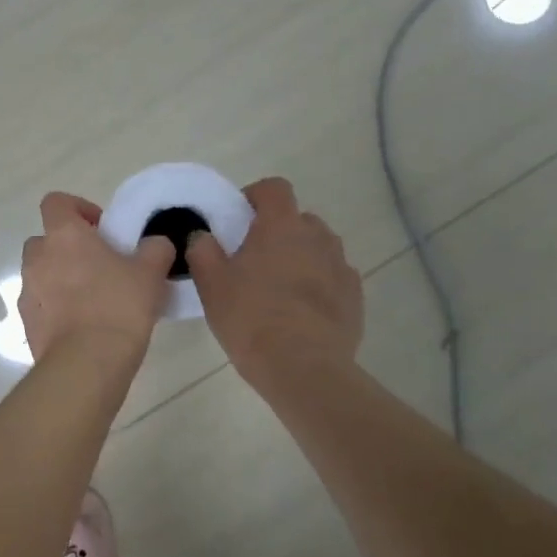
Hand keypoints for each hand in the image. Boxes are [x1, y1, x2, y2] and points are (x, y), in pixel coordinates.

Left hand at [20, 192, 173, 363]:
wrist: (86, 363)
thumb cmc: (119, 306)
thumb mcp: (150, 273)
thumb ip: (154, 249)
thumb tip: (155, 243)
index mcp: (64, 235)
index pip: (56, 202)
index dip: (78, 209)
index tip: (101, 229)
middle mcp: (37, 258)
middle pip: (46, 240)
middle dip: (68, 248)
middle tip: (99, 265)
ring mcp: (27, 291)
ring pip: (41, 274)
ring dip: (61, 279)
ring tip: (93, 300)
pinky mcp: (26, 323)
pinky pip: (41, 305)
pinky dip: (56, 308)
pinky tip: (82, 326)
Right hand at [186, 177, 362, 386]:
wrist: (303, 368)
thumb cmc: (251, 319)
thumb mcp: (211, 285)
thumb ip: (203, 251)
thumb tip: (203, 236)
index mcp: (281, 227)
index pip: (274, 188)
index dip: (255, 196)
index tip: (238, 217)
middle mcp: (317, 237)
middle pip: (298, 219)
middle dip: (277, 231)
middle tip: (254, 260)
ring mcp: (341, 266)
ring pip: (319, 249)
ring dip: (300, 257)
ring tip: (279, 289)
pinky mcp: (354, 297)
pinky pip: (334, 278)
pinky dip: (319, 285)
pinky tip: (301, 313)